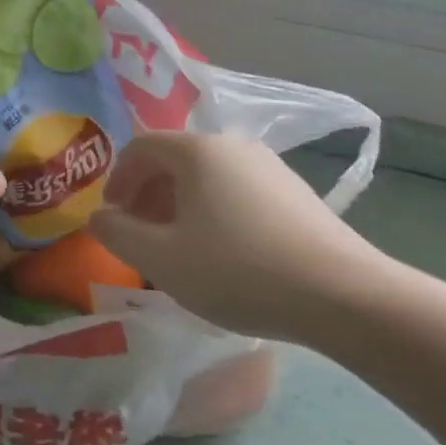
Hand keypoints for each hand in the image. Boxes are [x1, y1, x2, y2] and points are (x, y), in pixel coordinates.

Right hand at [88, 133, 389, 342]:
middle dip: (148, 196)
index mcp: (196, 150)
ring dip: (181, 207)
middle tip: (141, 236)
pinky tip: (225, 255)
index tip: (113, 219)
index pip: (139, 149)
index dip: (117, 181)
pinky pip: (238, 193)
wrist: (347, 298)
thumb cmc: (239, 270)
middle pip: (173, 161)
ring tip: (181, 249)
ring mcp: (270, 168)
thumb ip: (117, 233)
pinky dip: (215, 213)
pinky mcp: (297, 194)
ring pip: (207, 178)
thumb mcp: (162, 259)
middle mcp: (232, 146)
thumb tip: (98, 217)